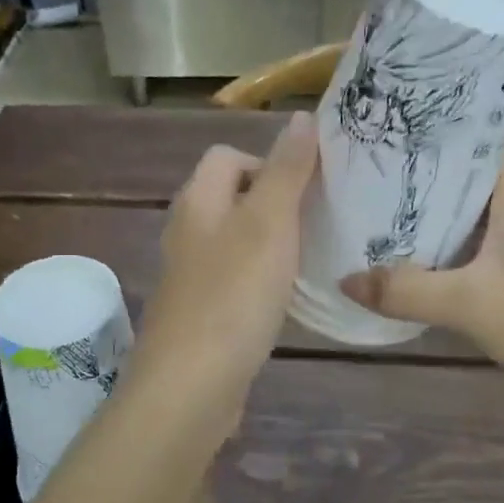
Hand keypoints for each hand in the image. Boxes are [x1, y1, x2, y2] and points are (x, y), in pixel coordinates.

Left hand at [128, 113, 318, 432]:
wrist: (191, 385)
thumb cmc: (233, 294)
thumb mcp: (268, 223)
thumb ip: (286, 170)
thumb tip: (302, 117)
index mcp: (197, 202)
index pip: (226, 156)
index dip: (267, 161)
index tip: (305, 189)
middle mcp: (187, 232)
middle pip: (232, 197)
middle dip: (275, 203)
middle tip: (316, 222)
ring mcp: (191, 276)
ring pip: (236, 240)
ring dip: (271, 242)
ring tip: (309, 258)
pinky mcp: (202, 313)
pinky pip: (235, 279)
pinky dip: (261, 279)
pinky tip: (285, 299)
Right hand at [339, 132, 503, 413]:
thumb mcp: (471, 306)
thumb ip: (406, 292)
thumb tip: (344, 280)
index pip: (494, 125)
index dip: (456, 104)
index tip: (406, 97)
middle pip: (475, 159)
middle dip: (428, 148)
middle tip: (373, 140)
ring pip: (473, 198)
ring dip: (434, 191)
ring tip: (379, 183)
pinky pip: (475, 234)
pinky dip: (443, 230)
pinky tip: (410, 241)